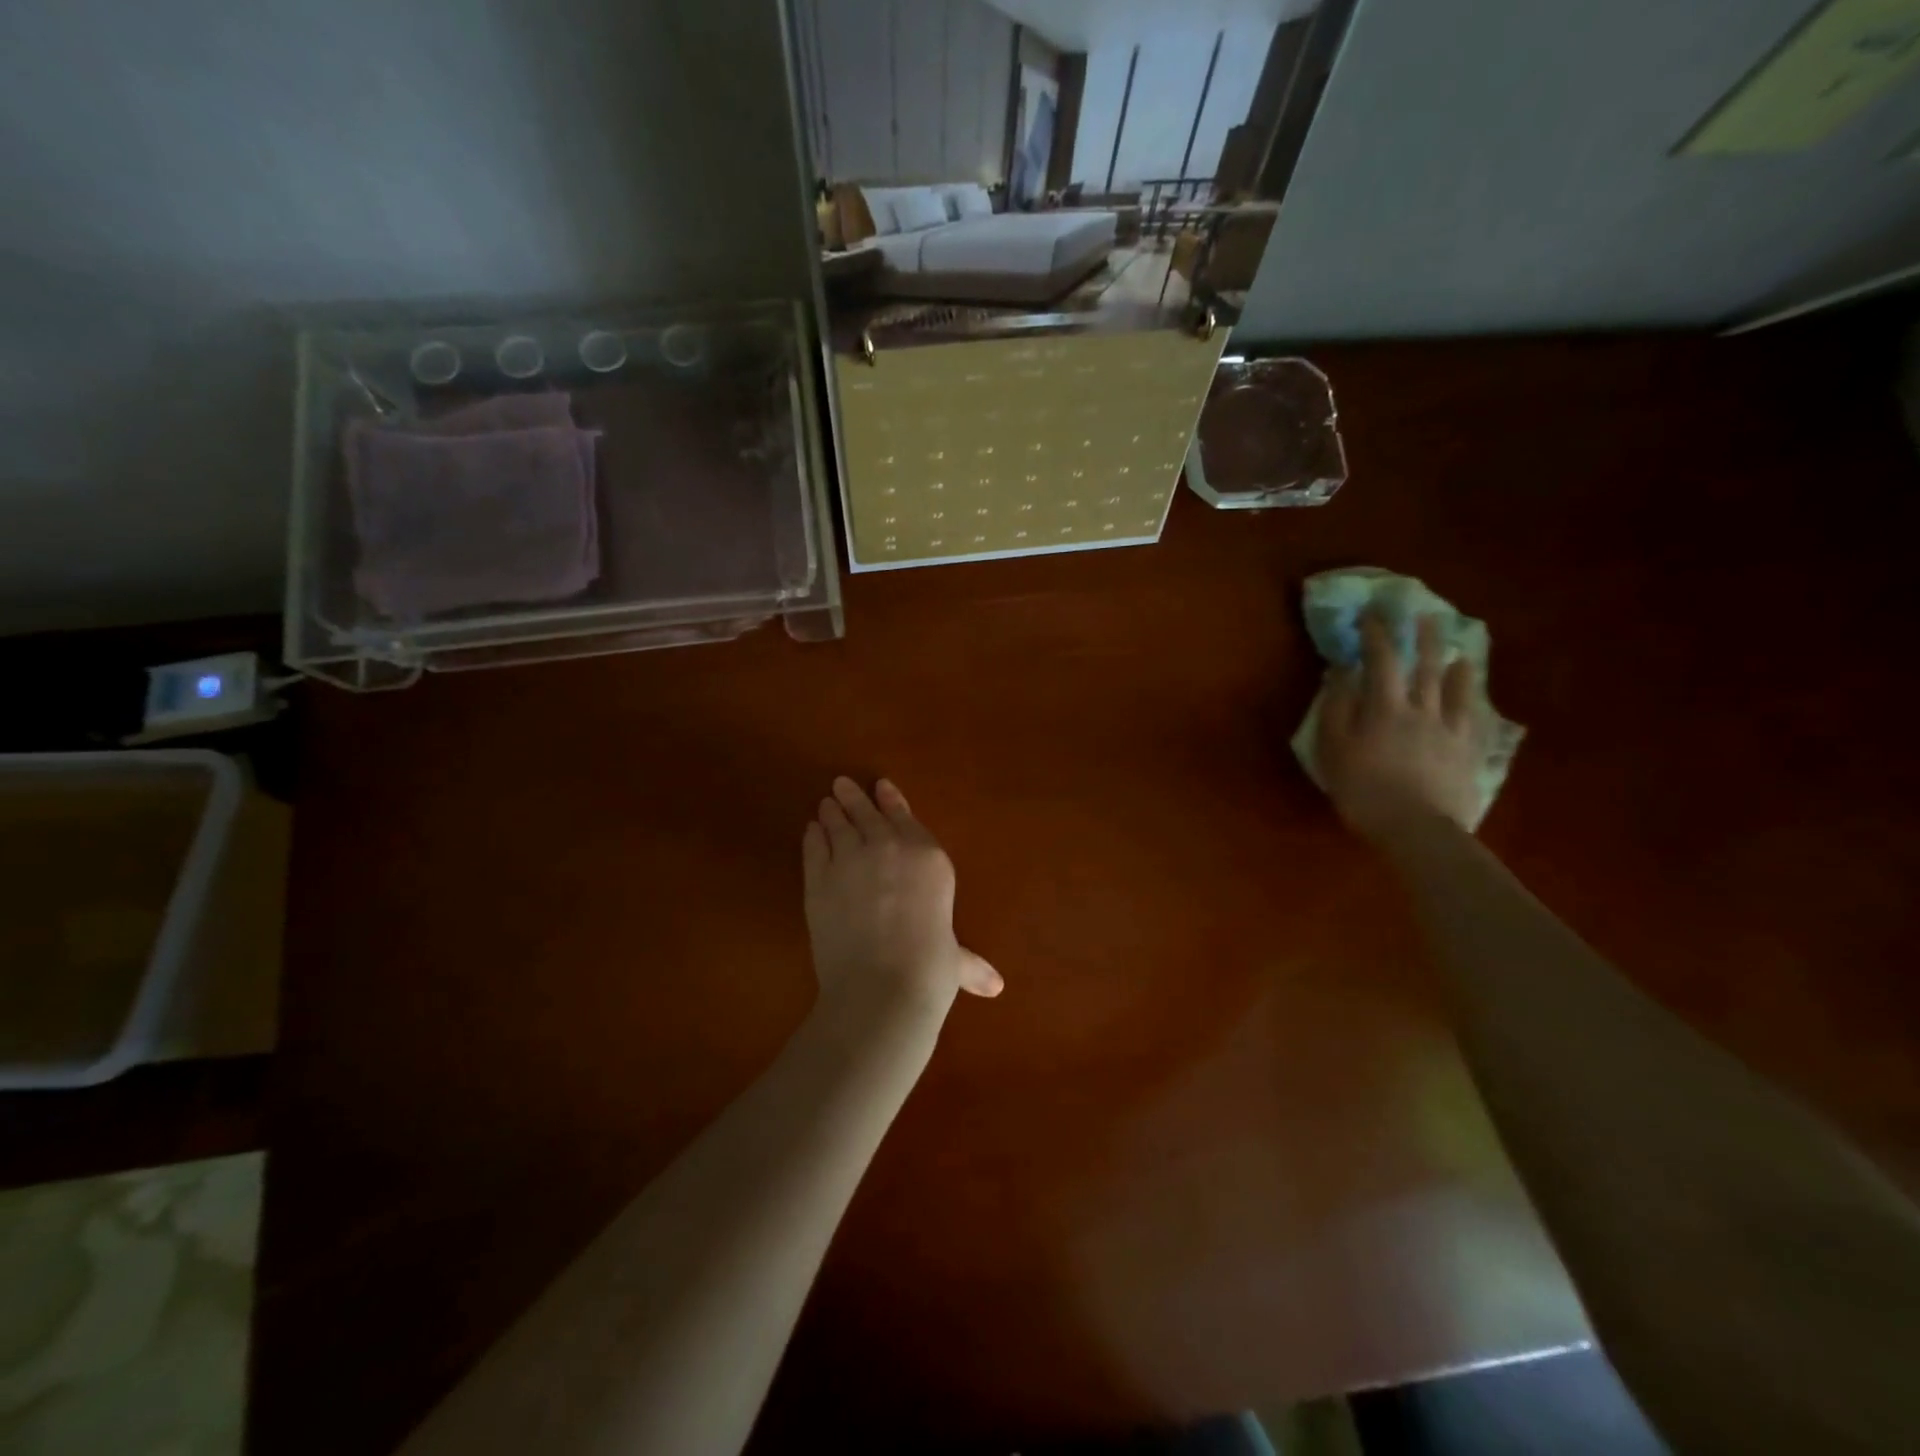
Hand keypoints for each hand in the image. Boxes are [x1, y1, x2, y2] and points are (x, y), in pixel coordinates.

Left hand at [802, 778, 1002, 1025]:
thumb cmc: (930, 969)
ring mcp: (850, 860)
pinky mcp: (818, 879)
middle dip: (855, 798)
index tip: (880, 786)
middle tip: (841, 784)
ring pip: (837, 825)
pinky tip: (811, 831)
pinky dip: (812, 837)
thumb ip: (970, 963)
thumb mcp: (955, 961)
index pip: (905, 817)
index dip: (891, 800)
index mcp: (929, 858)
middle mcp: (889, 848)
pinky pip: (814, 848)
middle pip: (868, 814)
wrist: (881, 985)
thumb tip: (996, 987)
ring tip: (825, 803)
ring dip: (831, 812)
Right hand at [1314, 613, 1486, 838]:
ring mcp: (1450, 730)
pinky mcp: (1468, 752)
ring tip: (1459, 648)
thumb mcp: (1333, 748)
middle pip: (1425, 665)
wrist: (1417, 829)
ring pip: (1455, 688)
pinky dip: (1474, 701)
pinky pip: (1475, 718)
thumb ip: (1336, 707)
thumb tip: (1342, 671)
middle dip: (1423, 637)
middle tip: (1425, 613)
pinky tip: (1477, 695)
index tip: (1371, 614)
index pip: (1381, 660)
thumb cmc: (1363, 789)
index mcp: (1384, 707)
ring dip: (1454, 663)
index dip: (1376, 634)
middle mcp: (1421, 709)